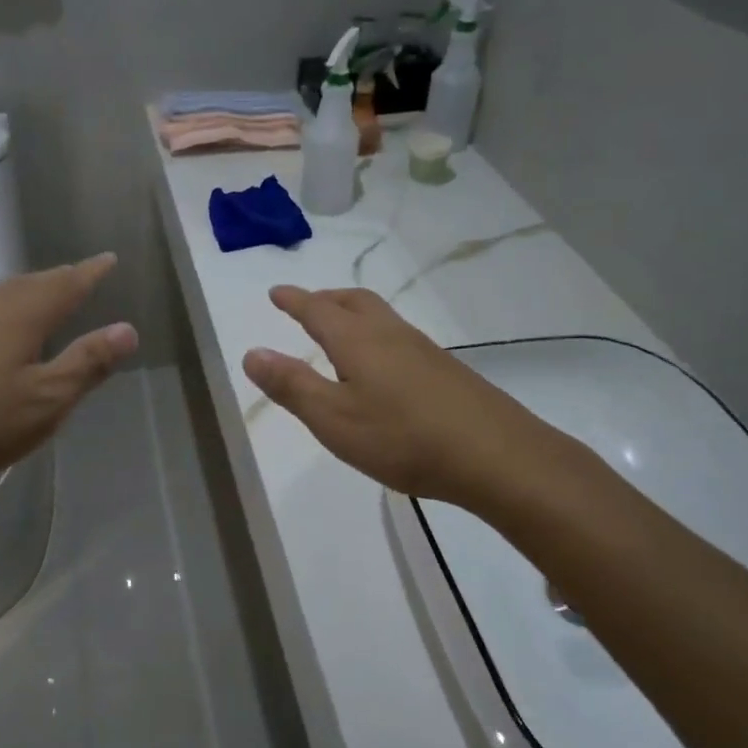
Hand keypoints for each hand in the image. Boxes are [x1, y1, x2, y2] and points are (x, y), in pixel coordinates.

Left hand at [0, 253, 137, 505]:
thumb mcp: (44, 401)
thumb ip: (87, 363)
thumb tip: (127, 329)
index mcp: (22, 312)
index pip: (67, 282)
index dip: (91, 272)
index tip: (109, 259)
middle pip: (33, 283)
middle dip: (61, 280)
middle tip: (82, 278)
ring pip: (3, 296)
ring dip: (31, 294)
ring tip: (47, 301)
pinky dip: (5, 313)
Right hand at [242, 286, 531, 505]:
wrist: (495, 455)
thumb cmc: (402, 438)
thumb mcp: (333, 418)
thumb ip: (291, 385)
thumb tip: (252, 352)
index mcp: (357, 341)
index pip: (317, 310)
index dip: (294, 300)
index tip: (276, 292)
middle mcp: (391, 334)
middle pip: (354, 302)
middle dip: (325, 298)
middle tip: (307, 304)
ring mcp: (423, 350)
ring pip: (380, 317)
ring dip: (353, 314)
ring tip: (339, 332)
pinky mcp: (446, 371)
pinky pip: (400, 338)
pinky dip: (376, 336)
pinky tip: (382, 367)